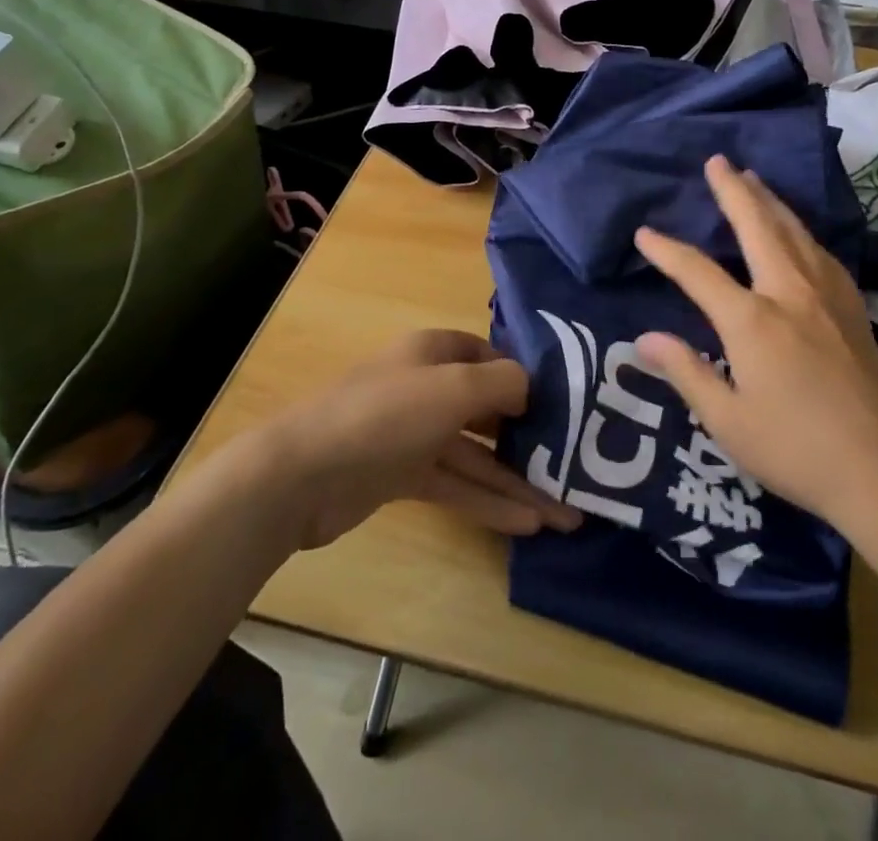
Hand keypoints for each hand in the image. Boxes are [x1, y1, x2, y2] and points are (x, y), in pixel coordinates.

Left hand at [268, 329, 581, 549]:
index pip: (487, 355)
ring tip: (566, 512)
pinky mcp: (402, 476)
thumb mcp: (453, 388)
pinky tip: (527, 524)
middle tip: (575, 464)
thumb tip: (532, 387)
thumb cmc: (384, 415)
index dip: (522, 376)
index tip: (560, 403)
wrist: (302, 475)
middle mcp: (426, 387)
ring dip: (517, 480)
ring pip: (476, 455)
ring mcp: (413, 434)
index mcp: (433, 352)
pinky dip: (488, 501)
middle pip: (487, 408)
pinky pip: (456, 484)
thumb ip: (502, 383)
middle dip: (530, 436)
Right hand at [633, 155, 877, 536]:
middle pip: (758, 227)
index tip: (644, 233)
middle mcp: (790, 293)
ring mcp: (828, 298)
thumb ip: (686, 372)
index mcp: (753, 320)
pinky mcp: (853, 310)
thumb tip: (643, 339)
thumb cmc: (799, 451)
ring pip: (795, 232)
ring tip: (754, 179)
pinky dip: (801, 230)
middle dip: (734, 191)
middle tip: (717, 161)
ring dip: (770, 201)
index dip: (666, 250)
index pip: (698, 272)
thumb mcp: (728, 422)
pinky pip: (821, 253)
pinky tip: (800, 233)